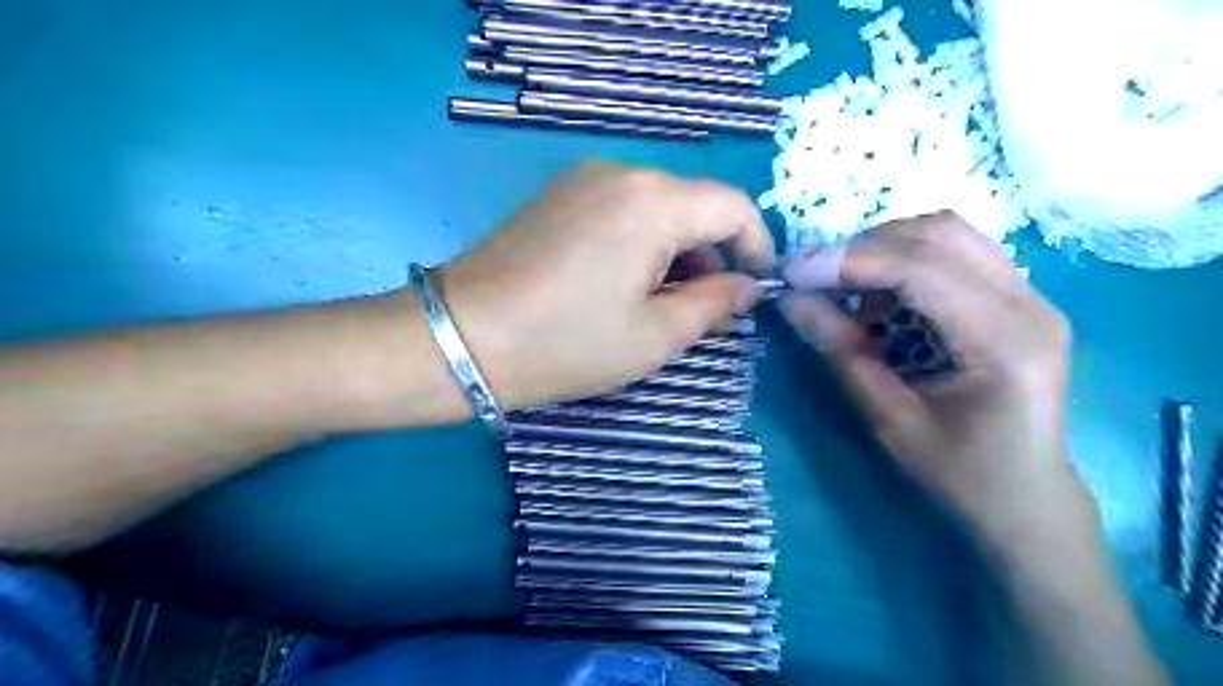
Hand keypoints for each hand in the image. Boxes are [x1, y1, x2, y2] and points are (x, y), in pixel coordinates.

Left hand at [435, 160, 771, 406]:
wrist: (460, 337)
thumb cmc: (565, 344)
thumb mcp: (653, 337)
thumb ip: (712, 305)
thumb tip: (745, 288)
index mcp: (652, 202)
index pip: (733, 206)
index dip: (756, 246)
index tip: (753, 289)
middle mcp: (621, 173)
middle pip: (694, 203)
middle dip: (712, 253)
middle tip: (706, 308)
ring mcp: (582, 179)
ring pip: (658, 205)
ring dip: (676, 249)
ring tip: (663, 301)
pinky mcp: (557, 196)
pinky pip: (621, 208)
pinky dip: (641, 240)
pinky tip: (624, 282)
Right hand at [779, 213, 1083, 549]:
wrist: (1026, 498)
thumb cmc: (960, 473)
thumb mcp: (889, 419)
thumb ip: (841, 352)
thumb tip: (791, 299)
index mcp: (1005, 341)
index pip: (922, 269)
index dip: (850, 262)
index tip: (794, 272)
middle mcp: (1030, 304)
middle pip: (940, 233)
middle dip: (865, 247)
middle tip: (815, 278)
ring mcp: (1031, 296)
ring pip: (949, 234)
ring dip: (885, 249)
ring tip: (847, 289)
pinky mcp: (1019, 299)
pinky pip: (956, 253)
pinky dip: (906, 261)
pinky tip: (881, 297)